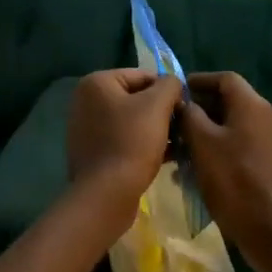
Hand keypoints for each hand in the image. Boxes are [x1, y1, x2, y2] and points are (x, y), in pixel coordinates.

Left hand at [66, 69, 181, 208]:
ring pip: (132, 121)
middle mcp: (86, 101)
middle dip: (162, 112)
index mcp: (96, 83)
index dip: (168, 91)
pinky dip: (143, 144)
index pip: (143, 76)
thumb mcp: (157, 105)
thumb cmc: (132, 142)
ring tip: (179, 144)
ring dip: (156, 130)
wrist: (107, 194)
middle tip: (183, 129)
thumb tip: (173, 84)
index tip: (185, 110)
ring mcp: (86, 128)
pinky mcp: (92, 152)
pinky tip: (166, 157)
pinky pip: (123, 140)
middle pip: (137, 99)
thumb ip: (170, 85)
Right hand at [182, 72, 271, 270]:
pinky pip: (241, 145)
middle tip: (173, 123)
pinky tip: (198, 170)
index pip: (225, 78)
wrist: (270, 229)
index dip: (199, 81)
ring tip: (180, 149)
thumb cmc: (233, 180)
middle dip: (200, 110)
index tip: (176, 92)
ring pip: (233, 126)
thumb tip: (181, 101)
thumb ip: (189, 115)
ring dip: (206, 133)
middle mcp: (267, 117)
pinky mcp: (271, 163)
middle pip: (230, 102)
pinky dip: (219, 149)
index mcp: (253, 106)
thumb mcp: (202, 143)